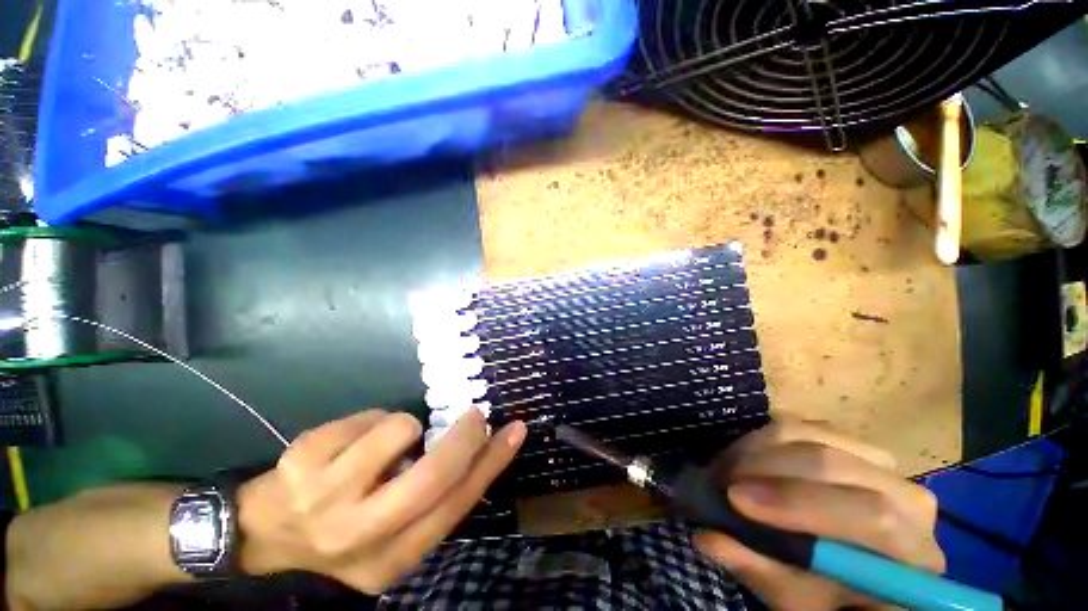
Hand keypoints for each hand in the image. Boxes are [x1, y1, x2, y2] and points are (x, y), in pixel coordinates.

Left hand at [237, 408, 524, 592]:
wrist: (262, 536)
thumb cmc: (343, 532)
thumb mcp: (392, 535)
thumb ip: (433, 502)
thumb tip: (477, 450)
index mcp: (389, 559)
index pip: (455, 506)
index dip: (491, 463)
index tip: (514, 430)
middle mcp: (357, 535)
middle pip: (432, 475)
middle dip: (464, 436)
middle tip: (475, 415)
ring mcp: (323, 496)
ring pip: (399, 429)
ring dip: (406, 426)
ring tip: (388, 442)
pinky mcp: (302, 459)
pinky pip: (367, 417)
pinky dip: (373, 420)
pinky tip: (352, 442)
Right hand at [693, 419, 944, 610]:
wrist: (863, 571)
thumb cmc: (836, 599)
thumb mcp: (799, 601)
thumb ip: (760, 571)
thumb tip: (707, 538)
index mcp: (911, 552)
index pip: (868, 514)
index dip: (796, 502)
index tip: (733, 498)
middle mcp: (906, 496)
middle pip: (832, 464)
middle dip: (762, 467)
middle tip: (717, 479)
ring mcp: (879, 462)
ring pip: (810, 435)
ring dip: (756, 449)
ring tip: (725, 468)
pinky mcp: (849, 442)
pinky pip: (801, 425)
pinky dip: (763, 438)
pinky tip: (745, 458)